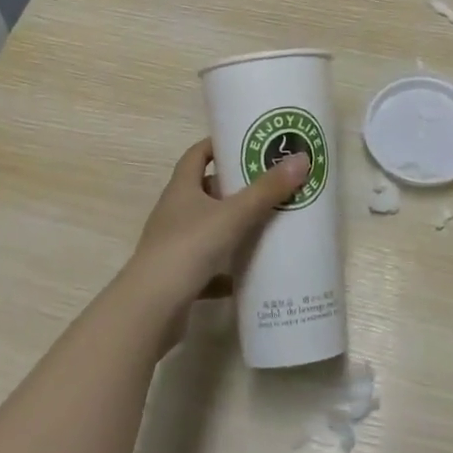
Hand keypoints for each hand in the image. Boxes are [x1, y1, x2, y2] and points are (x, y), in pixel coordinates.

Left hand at [127, 138, 309, 309]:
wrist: (151, 309)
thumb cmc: (188, 248)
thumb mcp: (233, 215)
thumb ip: (266, 190)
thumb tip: (301, 158)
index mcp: (181, 189)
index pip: (197, 155)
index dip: (218, 145)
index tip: (246, 142)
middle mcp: (174, 212)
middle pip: (204, 190)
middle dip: (234, 186)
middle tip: (268, 183)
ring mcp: (174, 246)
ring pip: (208, 228)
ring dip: (232, 226)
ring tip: (266, 223)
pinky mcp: (179, 277)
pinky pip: (208, 266)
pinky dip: (227, 268)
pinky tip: (250, 272)